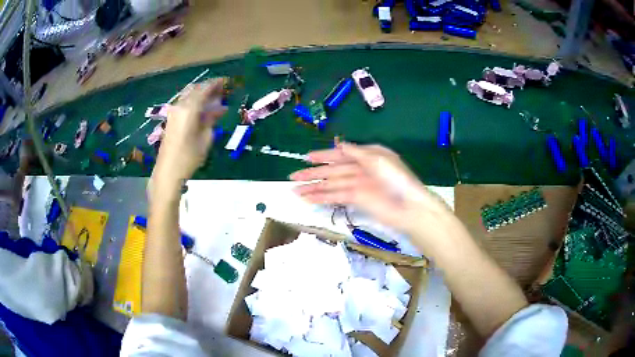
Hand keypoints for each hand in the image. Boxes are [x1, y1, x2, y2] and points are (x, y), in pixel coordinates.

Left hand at [153, 78, 226, 187]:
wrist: (168, 171)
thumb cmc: (189, 157)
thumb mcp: (206, 138)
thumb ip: (212, 119)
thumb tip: (219, 109)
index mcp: (189, 108)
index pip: (204, 89)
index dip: (216, 83)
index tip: (227, 81)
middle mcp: (180, 106)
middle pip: (195, 90)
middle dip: (209, 88)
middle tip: (222, 90)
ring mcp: (174, 112)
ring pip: (189, 96)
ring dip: (202, 95)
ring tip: (215, 100)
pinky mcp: (171, 119)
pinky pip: (185, 104)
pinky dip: (195, 103)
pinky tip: (204, 110)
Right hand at [290, 143, 455, 245]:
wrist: (409, 206)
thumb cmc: (396, 178)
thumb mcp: (378, 158)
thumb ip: (356, 152)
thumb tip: (339, 145)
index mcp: (366, 156)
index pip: (340, 154)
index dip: (323, 156)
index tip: (306, 157)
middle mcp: (359, 169)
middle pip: (332, 171)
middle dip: (312, 173)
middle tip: (293, 176)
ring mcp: (357, 186)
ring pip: (331, 185)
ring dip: (313, 188)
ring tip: (295, 191)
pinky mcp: (356, 201)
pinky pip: (336, 197)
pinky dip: (322, 198)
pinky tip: (309, 199)